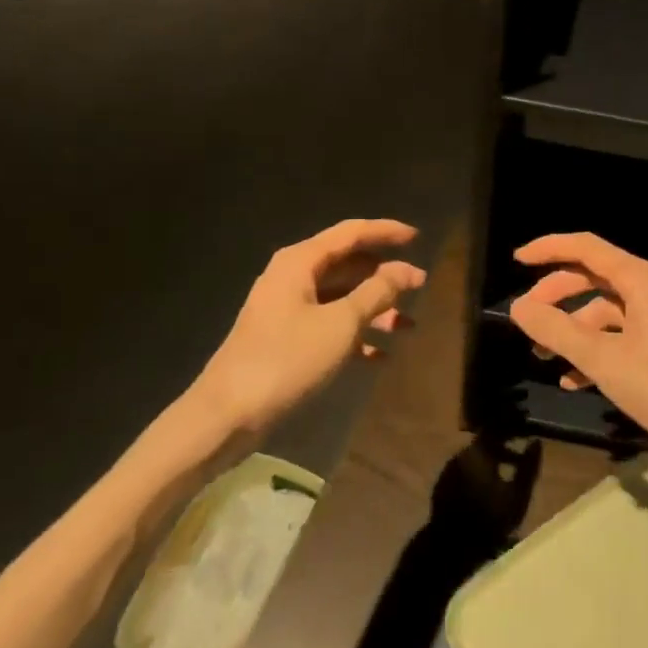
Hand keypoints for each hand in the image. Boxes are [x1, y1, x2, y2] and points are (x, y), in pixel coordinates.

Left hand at [170, 219, 426, 448]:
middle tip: (420, 286)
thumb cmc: (287, 359)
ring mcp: (288, 309)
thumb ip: (377, 292)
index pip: (351, 233)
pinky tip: (380, 356)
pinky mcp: (286, 338)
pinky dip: (355, 335)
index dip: (386, 232)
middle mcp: (293, 277)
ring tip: (408, 326)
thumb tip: (407, 270)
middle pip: (348, 265)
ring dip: (374, 309)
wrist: (227, 415)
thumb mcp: (341, 324)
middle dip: (385, 276)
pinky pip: (329, 325)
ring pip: (341, 298)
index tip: (418, 238)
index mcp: (301, 262)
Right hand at [507, 232, 647, 472]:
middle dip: (557, 295)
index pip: (587, 248)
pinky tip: (575, 381)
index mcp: (641, 280)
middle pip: (594, 277)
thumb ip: (556, 330)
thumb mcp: (603, 360)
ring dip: (574, 329)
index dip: (549, 249)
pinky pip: (623, 335)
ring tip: (543, 357)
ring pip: (607, 310)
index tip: (516, 260)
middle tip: (526, 318)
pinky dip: (597, 350)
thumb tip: (518, 306)